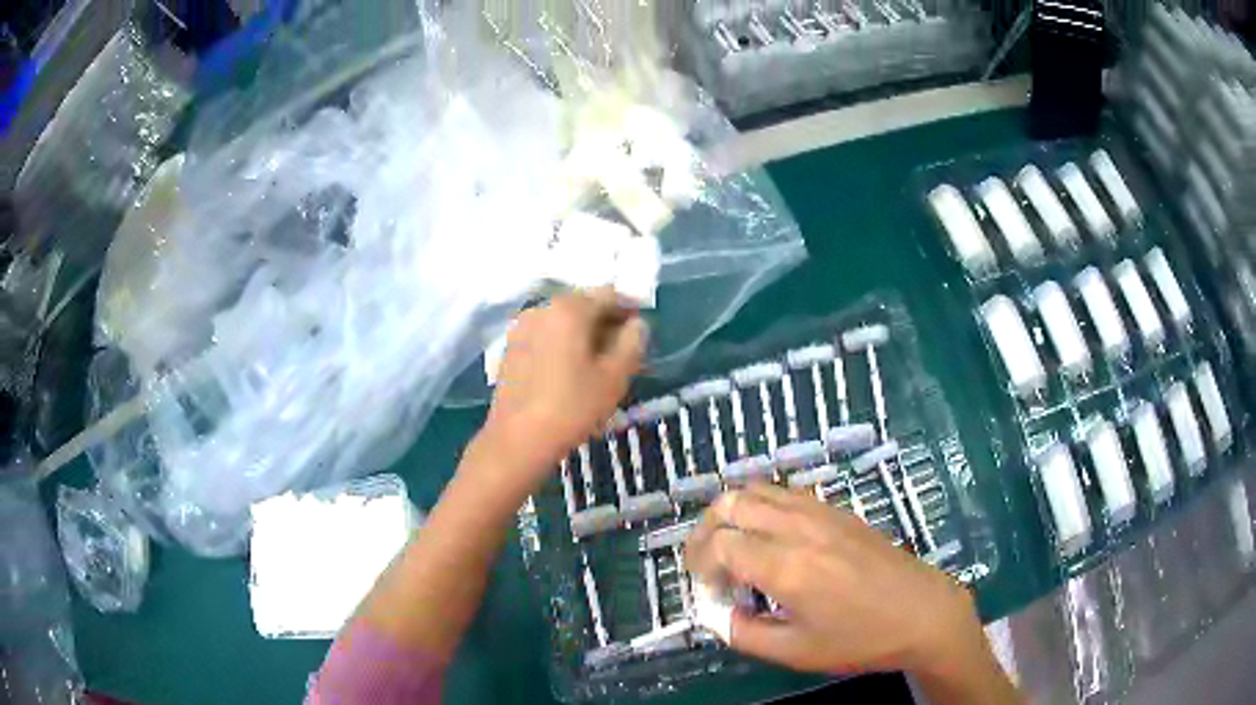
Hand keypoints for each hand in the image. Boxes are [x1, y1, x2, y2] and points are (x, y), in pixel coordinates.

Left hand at [479, 288, 647, 485]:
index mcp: (569, 308)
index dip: (631, 308)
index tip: (643, 331)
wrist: (517, 440)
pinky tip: (572, 372)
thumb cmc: (572, 407)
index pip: (609, 294)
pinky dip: (563, 345)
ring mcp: (522, 327)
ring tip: (600, 365)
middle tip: (626, 351)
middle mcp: (541, 308)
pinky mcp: (510, 348)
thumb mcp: (615, 376)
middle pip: (583, 306)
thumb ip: (632, 342)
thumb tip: (637, 325)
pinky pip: (546, 336)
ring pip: (563, 322)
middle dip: (607, 323)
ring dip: (585, 335)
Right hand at [684, 484, 986, 677]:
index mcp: (787, 567)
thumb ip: (743, 634)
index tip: (707, 592)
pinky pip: (786, 493)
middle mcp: (800, 528)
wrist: (923, 613)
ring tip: (732, 547)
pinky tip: (770, 538)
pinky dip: (762, 507)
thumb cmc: (860, 639)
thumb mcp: (795, 652)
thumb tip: (717, 614)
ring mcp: (822, 513)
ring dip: (733, 513)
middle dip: (705, 530)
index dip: (699, 566)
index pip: (720, 544)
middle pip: (732, 503)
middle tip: (705, 563)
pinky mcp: (839, 511)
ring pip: (758, 488)